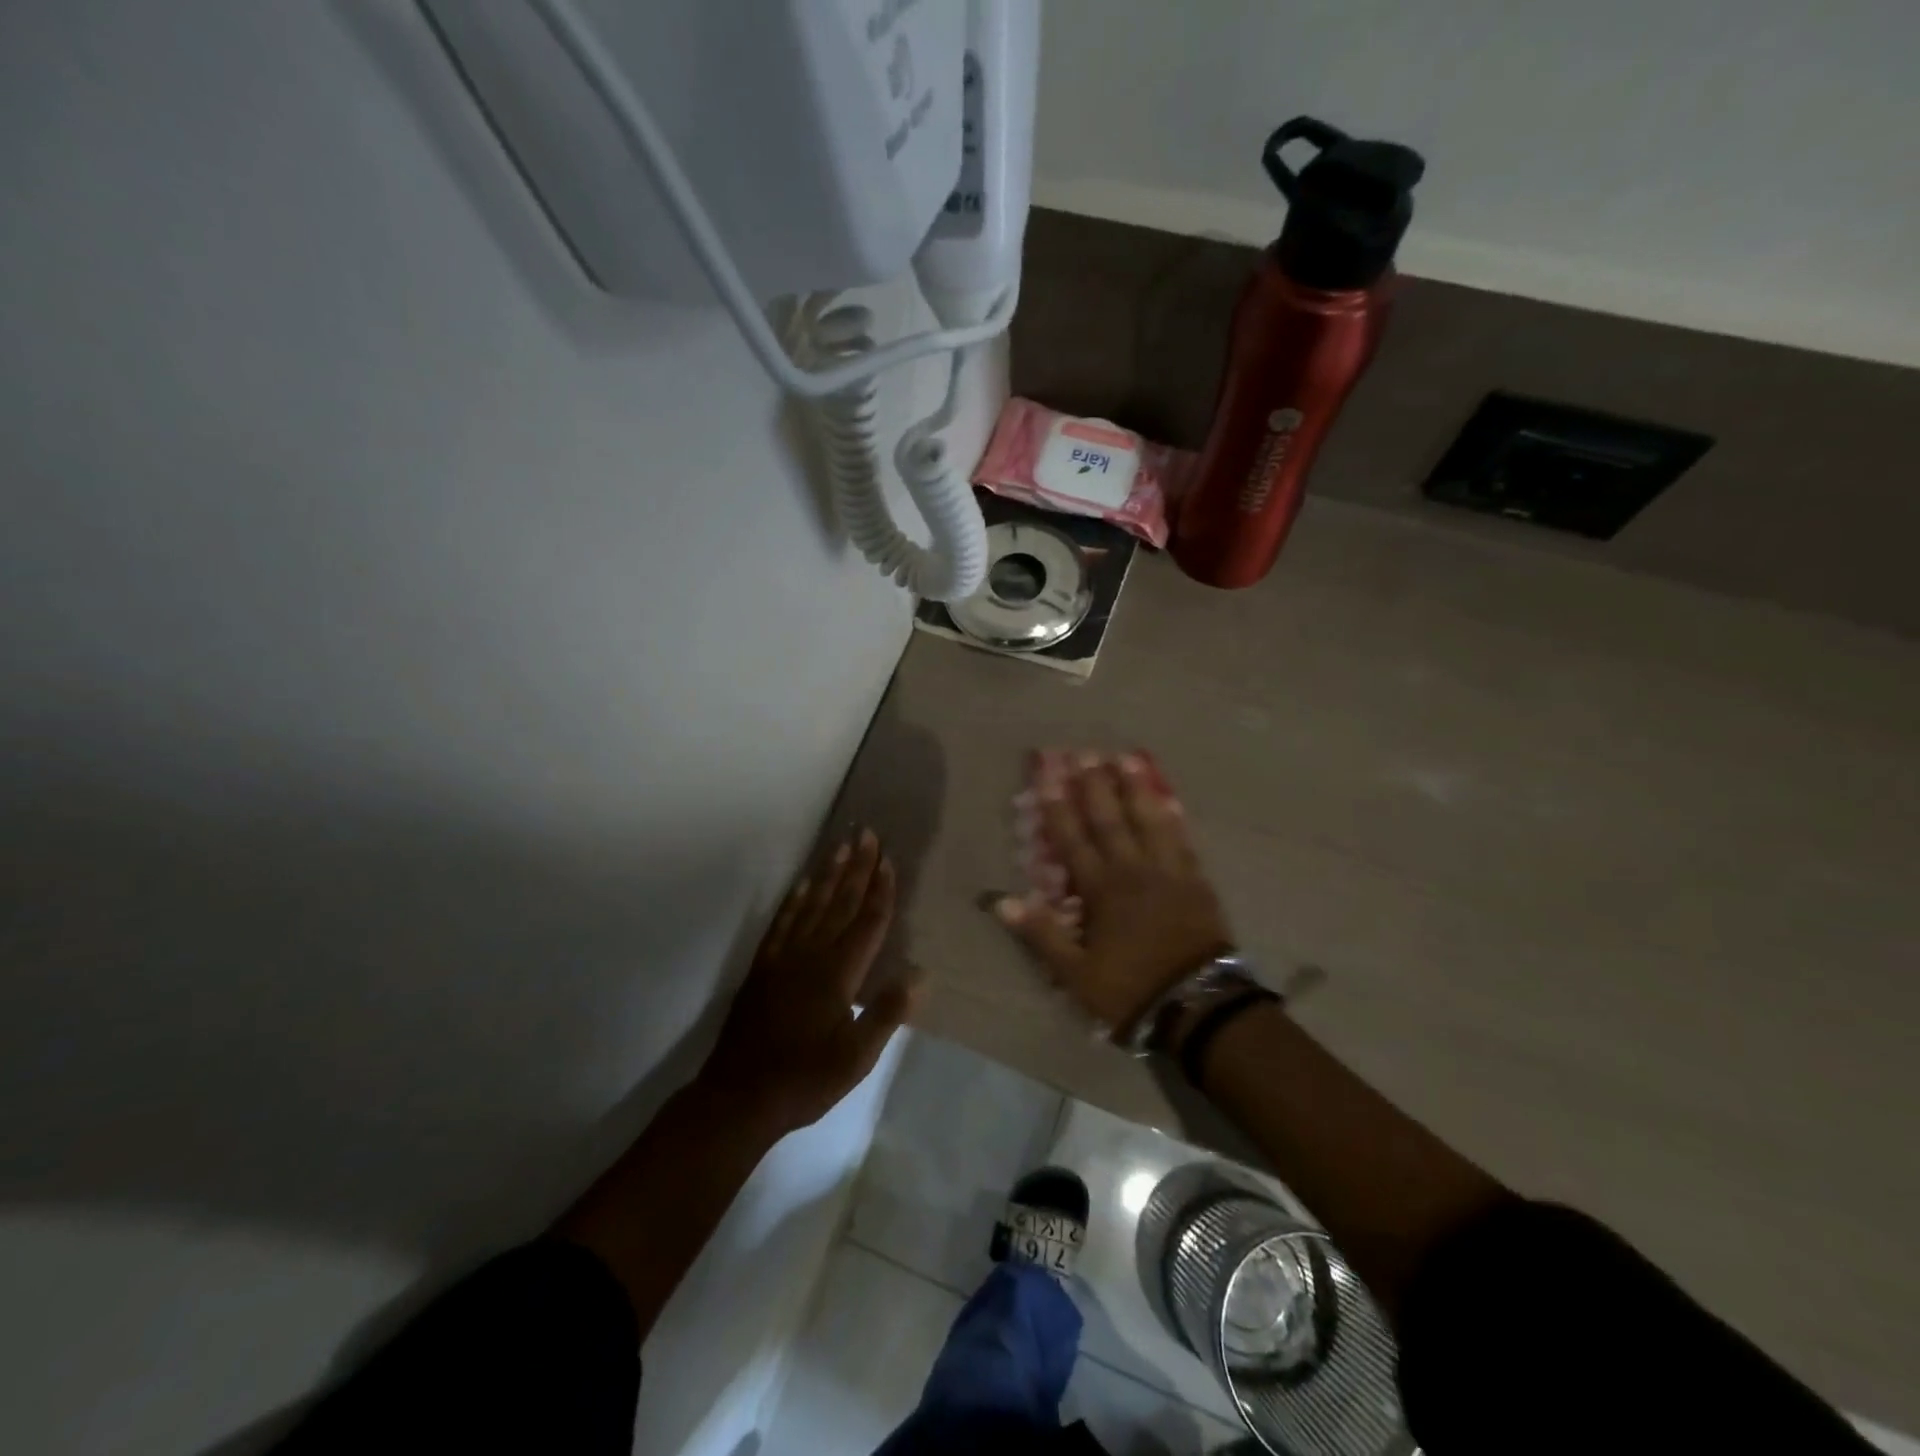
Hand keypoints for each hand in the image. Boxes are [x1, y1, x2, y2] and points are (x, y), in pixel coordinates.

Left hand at [701, 829, 920, 1136]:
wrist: (740, 1097)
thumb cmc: (806, 1078)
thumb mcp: (857, 1057)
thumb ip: (886, 1013)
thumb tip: (919, 974)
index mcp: (839, 974)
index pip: (866, 923)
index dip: (880, 891)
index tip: (888, 860)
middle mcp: (812, 955)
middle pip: (840, 903)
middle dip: (857, 868)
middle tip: (868, 834)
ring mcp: (784, 958)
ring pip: (811, 905)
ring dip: (828, 874)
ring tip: (841, 846)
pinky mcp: (763, 968)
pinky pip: (781, 923)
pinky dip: (793, 900)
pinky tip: (801, 885)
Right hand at [995, 753, 1232, 1039]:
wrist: (1197, 1005)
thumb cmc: (1130, 988)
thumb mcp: (1075, 972)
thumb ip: (1041, 933)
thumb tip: (1002, 901)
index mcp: (1101, 890)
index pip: (1072, 840)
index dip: (1058, 807)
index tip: (1048, 776)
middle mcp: (1132, 871)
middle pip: (1110, 820)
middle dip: (1094, 786)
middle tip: (1086, 753)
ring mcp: (1168, 872)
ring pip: (1148, 821)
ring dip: (1135, 789)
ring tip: (1127, 760)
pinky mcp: (1195, 881)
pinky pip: (1181, 840)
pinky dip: (1172, 818)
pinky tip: (1169, 799)